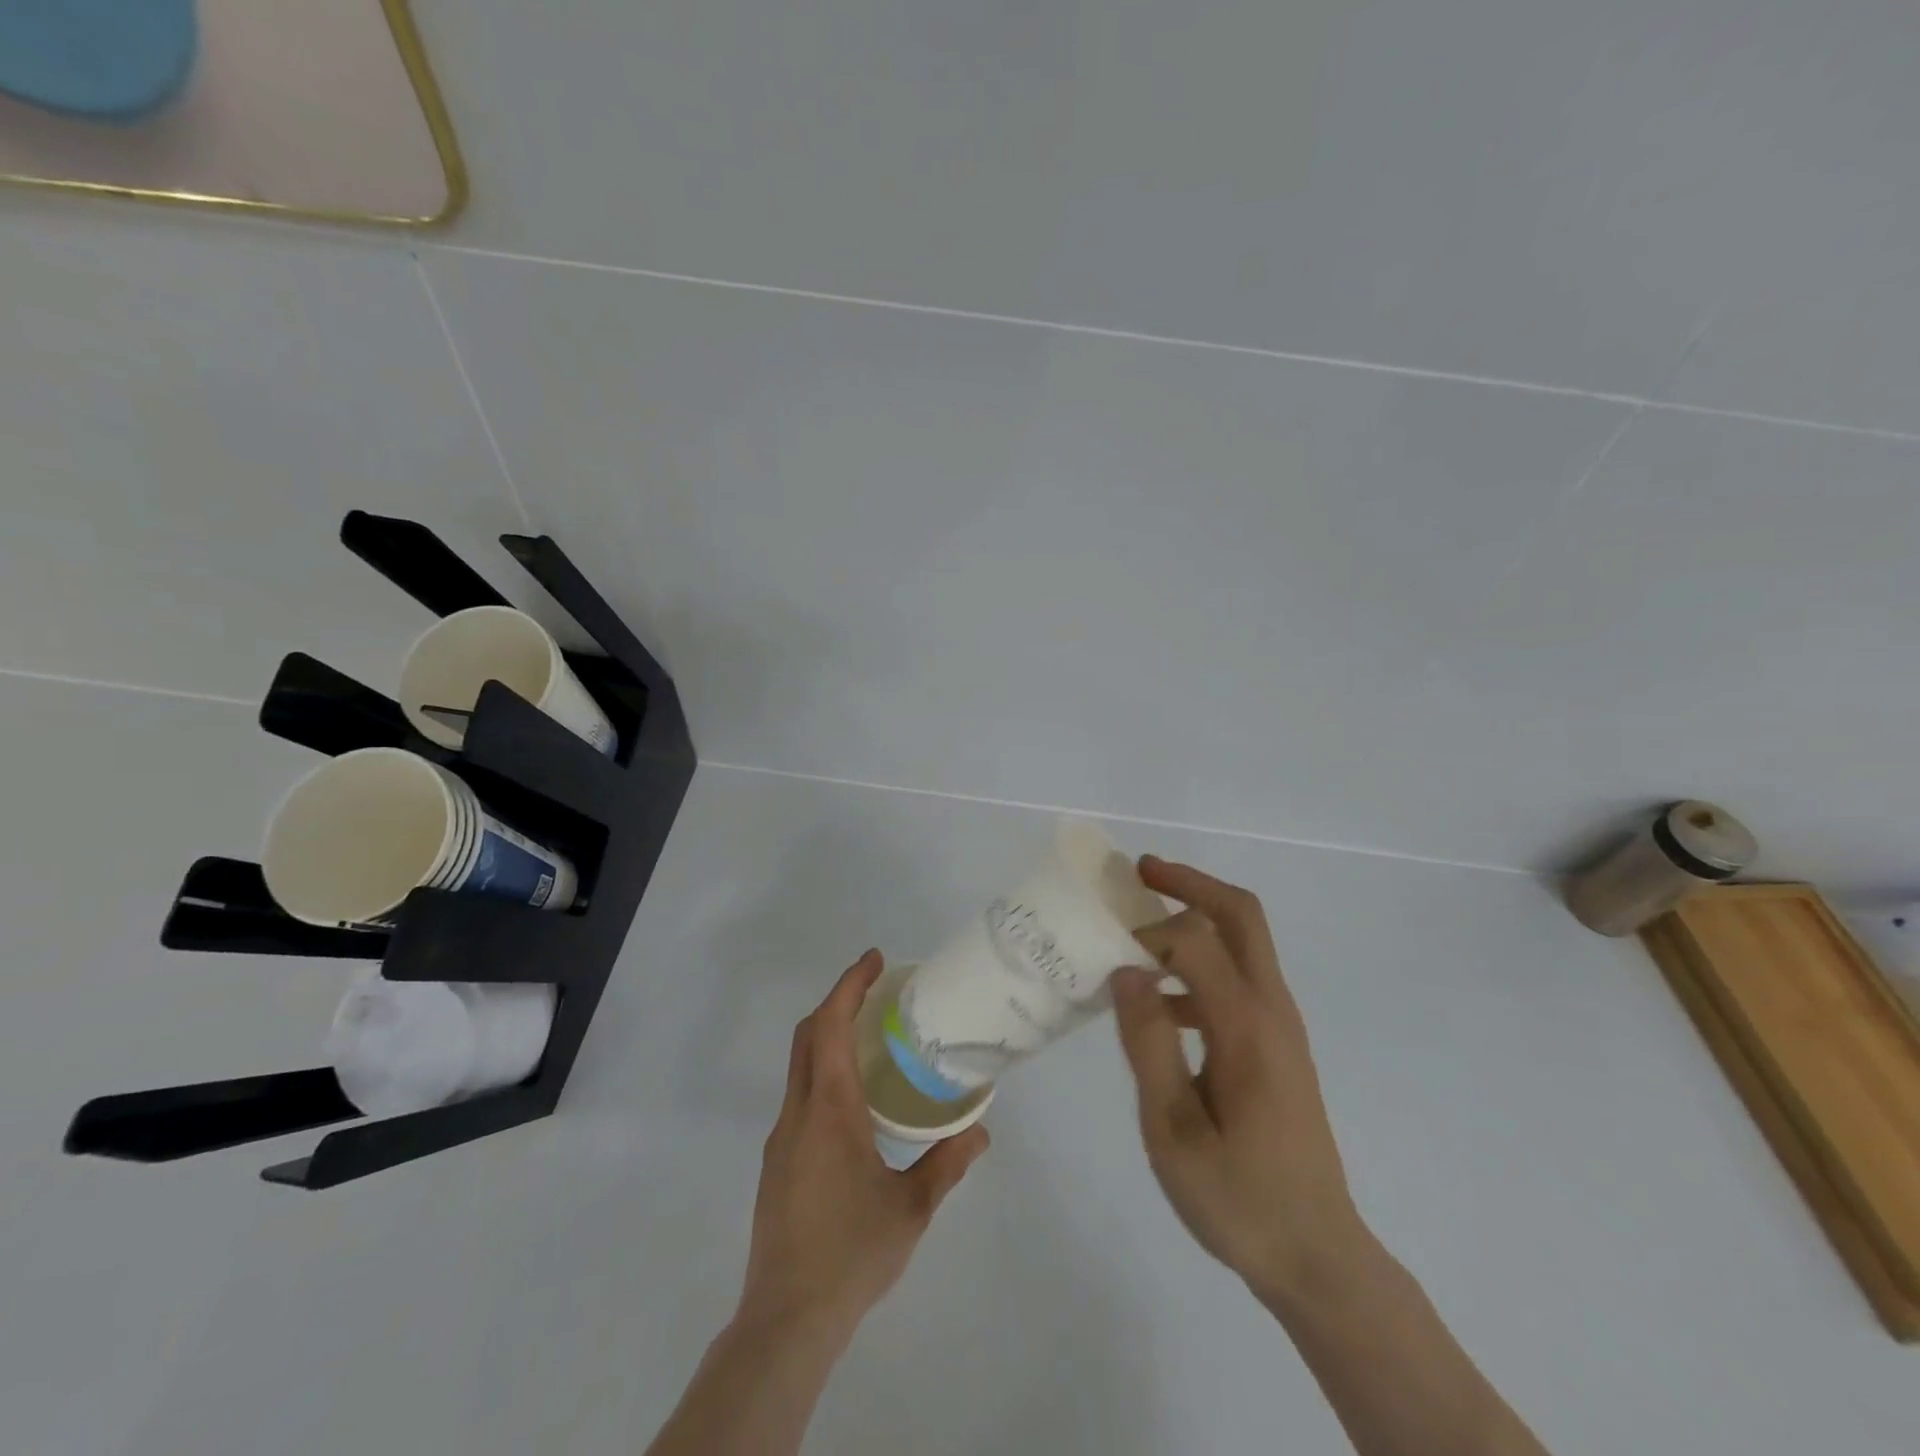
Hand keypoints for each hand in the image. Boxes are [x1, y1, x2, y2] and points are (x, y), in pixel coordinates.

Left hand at [737, 950, 988, 1346]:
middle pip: (809, 1035)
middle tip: (877, 989)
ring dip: (830, 1035)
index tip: (875, 960)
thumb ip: (946, 1164)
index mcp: (829, 1110)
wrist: (785, 1321)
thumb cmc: (851, 1254)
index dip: (850, 985)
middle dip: (839, 1000)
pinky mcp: (777, 1162)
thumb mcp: (910, 1208)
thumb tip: (979, 1131)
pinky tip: (854, 1099)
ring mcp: (782, 1137)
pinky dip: (824, 1070)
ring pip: (801, 1064)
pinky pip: (800, 1094)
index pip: (831, 1026)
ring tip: (872, 1037)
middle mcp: (798, 1112)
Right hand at [1111, 857, 1362, 1302]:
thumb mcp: (1173, 1131)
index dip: (1148, 932)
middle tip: (1139, 872)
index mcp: (1246, 1026)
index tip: (1106, 951)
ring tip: (1139, 923)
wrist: (1317, 1257)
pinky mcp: (1277, 1044)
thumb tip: (1127, 971)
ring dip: (1195, 916)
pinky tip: (1159, 1000)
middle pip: (1240, 915)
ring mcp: (1280, 1026)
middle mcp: (1271, 1010)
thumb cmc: (1239, 1200)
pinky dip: (1199, 962)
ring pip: (1243, 941)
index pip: (1195, 939)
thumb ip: (1148, 1044)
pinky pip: (1238, 978)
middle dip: (1189, 883)